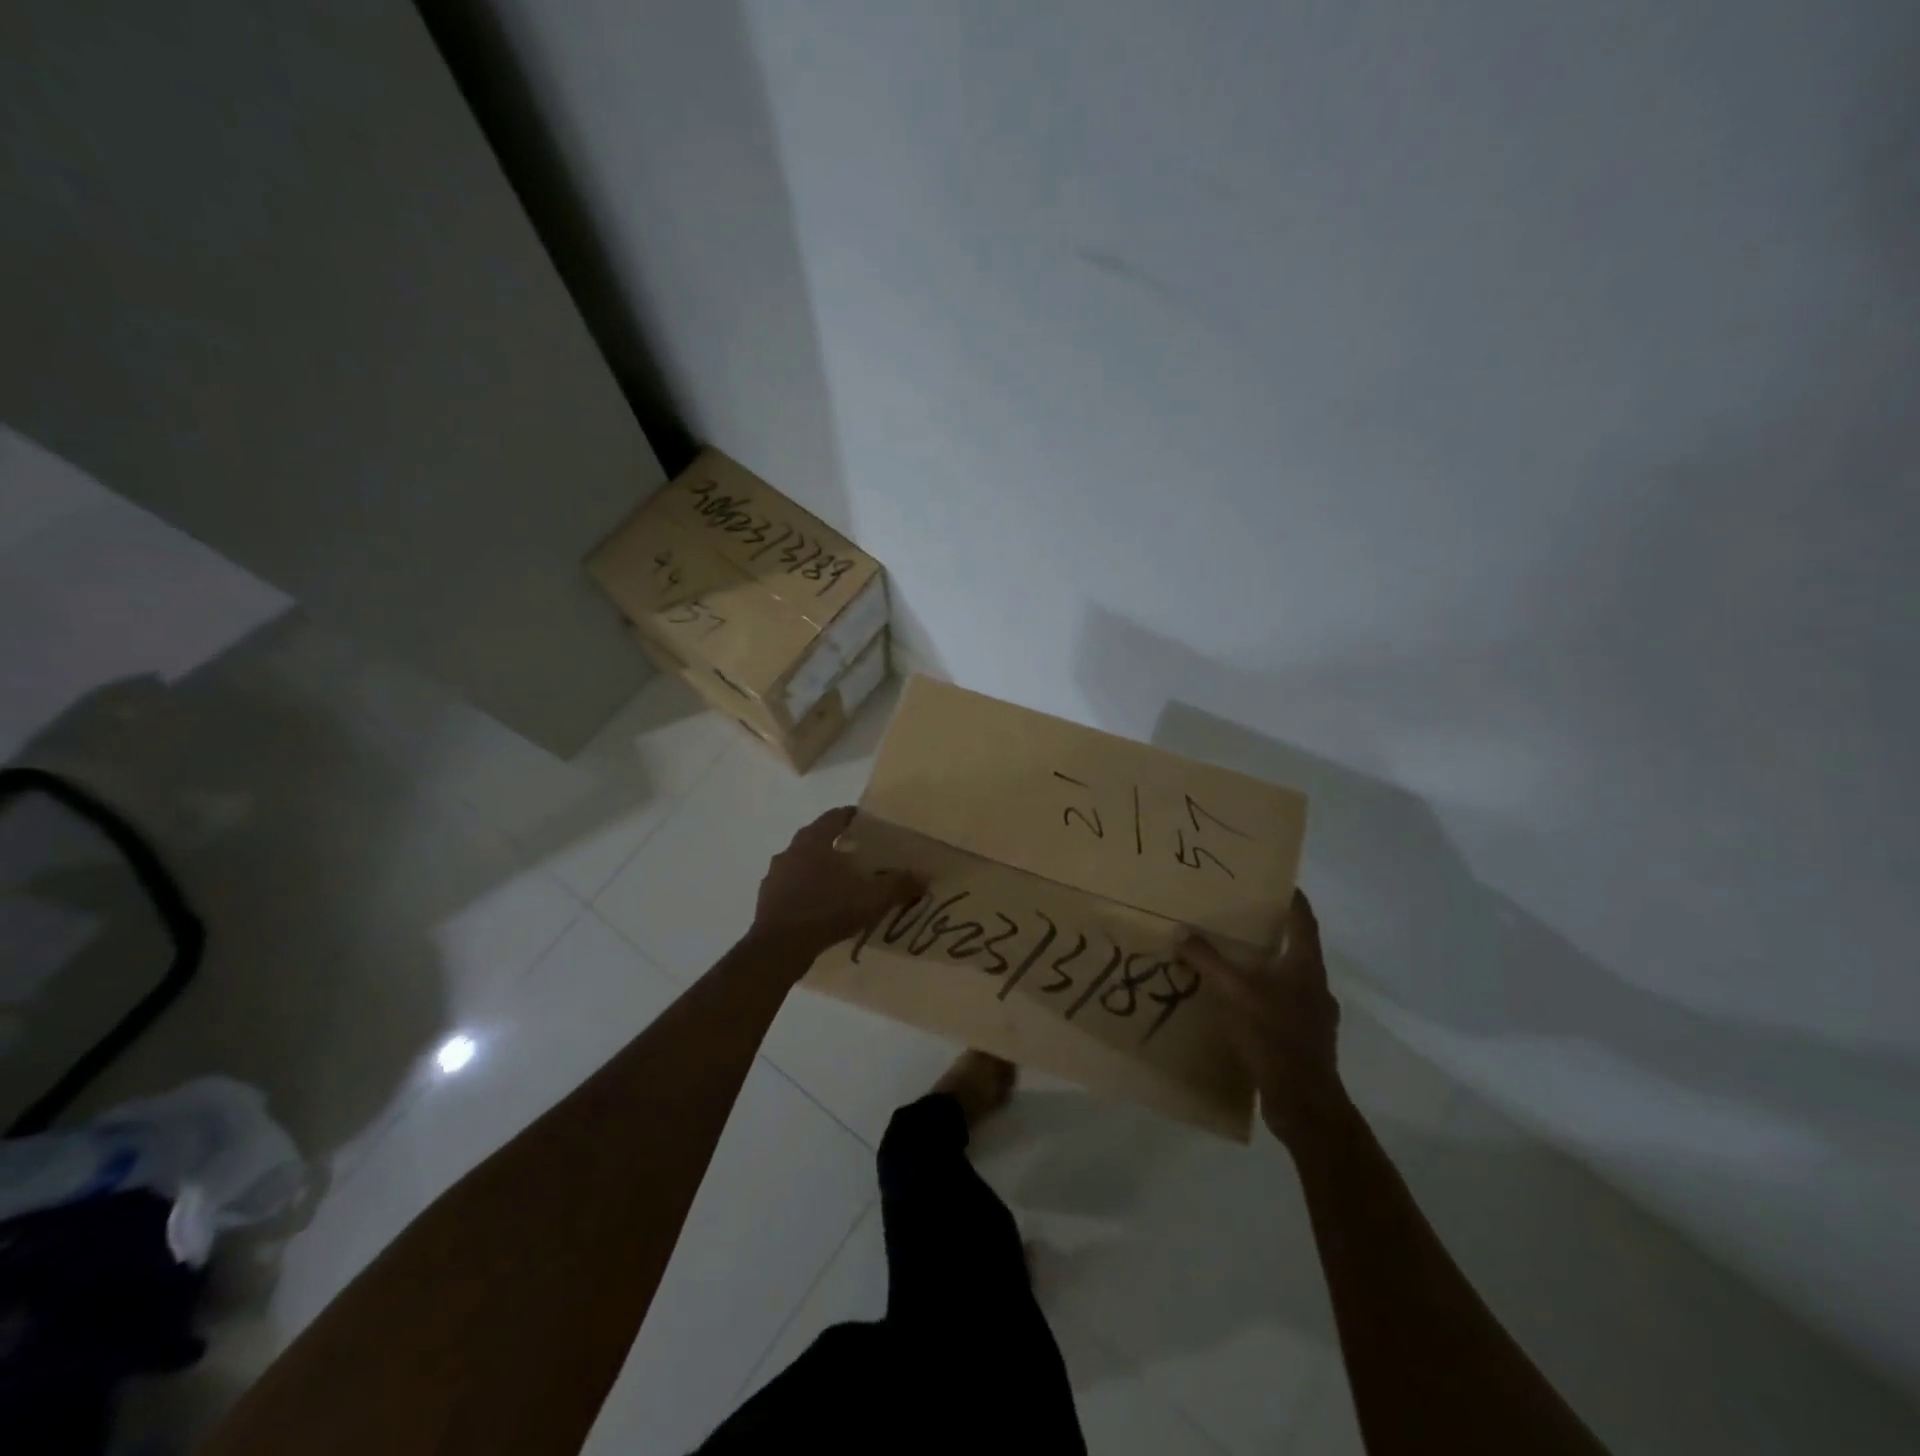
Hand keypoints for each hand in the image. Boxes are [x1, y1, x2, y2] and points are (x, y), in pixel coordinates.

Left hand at [751, 807, 922, 959]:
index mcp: (814, 839)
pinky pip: (791, 887)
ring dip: (819, 868)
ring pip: (801, 863)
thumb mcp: (871, 897)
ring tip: (841, 883)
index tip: (869, 824)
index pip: (836, 816)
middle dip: (837, 844)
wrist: (779, 947)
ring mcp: (775, 875)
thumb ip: (899, 884)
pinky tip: (820, 907)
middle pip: (817, 838)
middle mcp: (791, 850)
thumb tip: (925, 876)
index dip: (853, 817)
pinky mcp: (767, 899)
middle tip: (860, 854)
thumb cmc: (826, 909)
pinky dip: (805, 891)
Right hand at [1181, 890, 1345, 1145]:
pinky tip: (1239, 1006)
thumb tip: (1182, 933)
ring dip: (1266, 968)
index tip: (1274, 881)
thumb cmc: (1273, 1035)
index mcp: (1306, 966)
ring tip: (1234, 963)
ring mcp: (1315, 1015)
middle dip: (1271, 933)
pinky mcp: (1306, 1040)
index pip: (1303, 919)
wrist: (1304, 1102)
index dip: (1292, 898)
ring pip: (1290, 979)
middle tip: (1240, 920)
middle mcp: (1315, 985)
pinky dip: (1264, 998)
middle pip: (1297, 948)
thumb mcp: (1234, 992)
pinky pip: (1283, 1007)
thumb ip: (1208, 961)